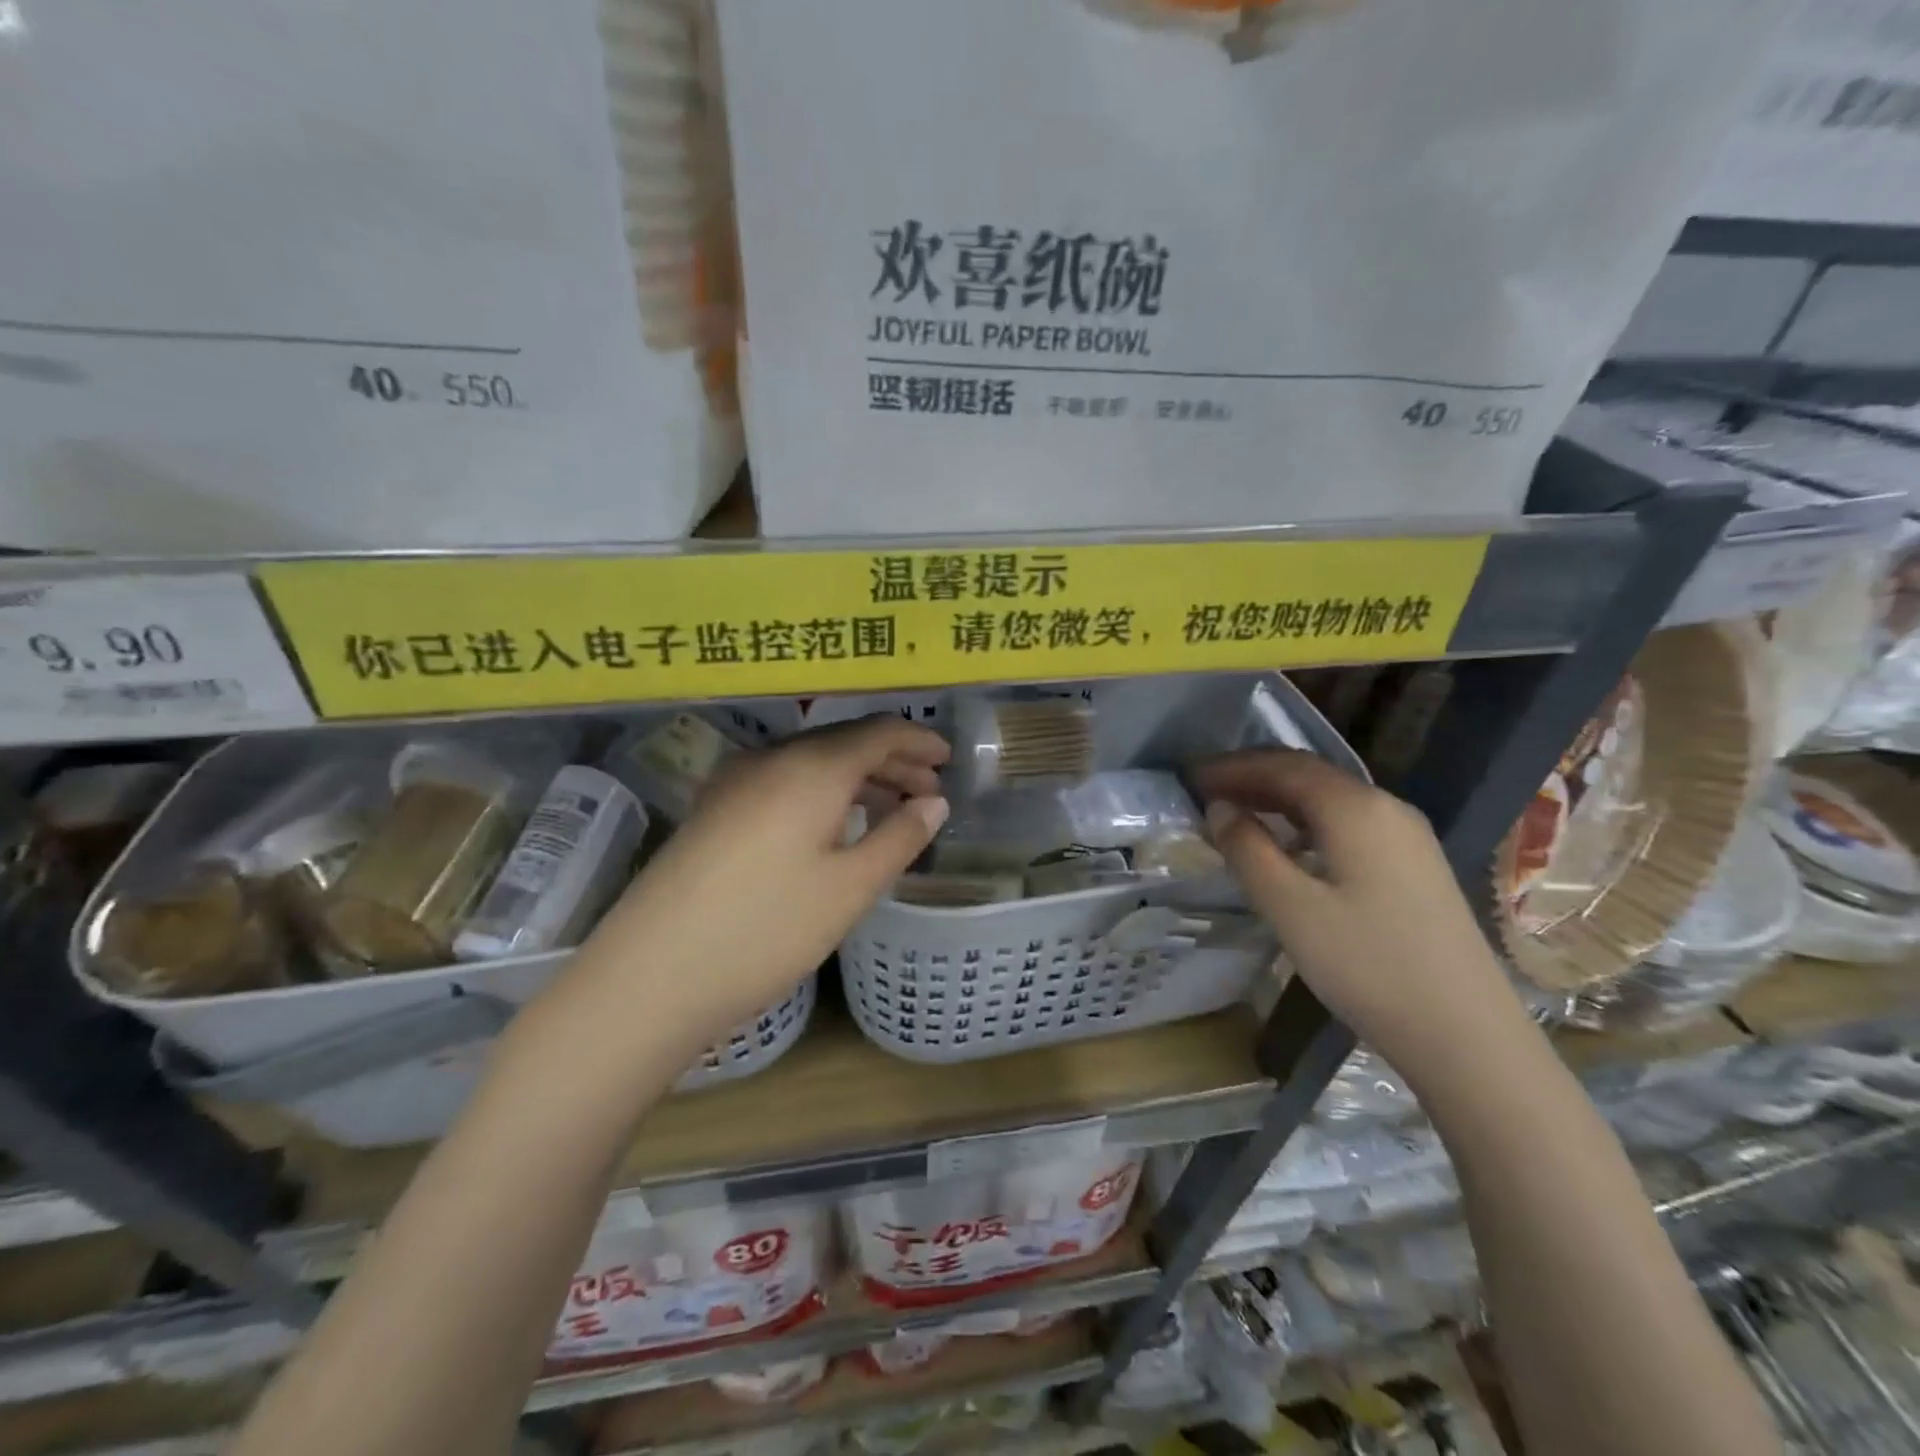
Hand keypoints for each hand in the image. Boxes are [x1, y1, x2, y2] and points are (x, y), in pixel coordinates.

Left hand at [588, 717, 949, 1039]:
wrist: (650, 974)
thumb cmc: (766, 929)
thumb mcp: (849, 888)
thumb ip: (899, 838)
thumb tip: (934, 803)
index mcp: (811, 767)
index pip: (878, 732)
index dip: (918, 742)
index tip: (948, 760)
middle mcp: (771, 759)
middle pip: (844, 742)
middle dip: (892, 761)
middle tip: (929, 792)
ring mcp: (735, 782)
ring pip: (812, 763)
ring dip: (857, 779)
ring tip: (892, 809)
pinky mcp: (715, 810)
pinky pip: (784, 782)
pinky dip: (823, 793)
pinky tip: (834, 827)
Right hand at [1192, 749, 1529, 1086]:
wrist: (1468, 1036)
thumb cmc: (1369, 967)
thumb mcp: (1291, 909)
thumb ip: (1248, 850)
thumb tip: (1219, 809)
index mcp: (1356, 809)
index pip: (1283, 766)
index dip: (1232, 768)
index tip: (1190, 778)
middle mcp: (1386, 808)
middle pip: (1309, 775)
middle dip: (1254, 777)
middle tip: (1206, 792)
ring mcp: (1408, 837)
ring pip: (1330, 799)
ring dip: (1279, 799)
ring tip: (1237, 814)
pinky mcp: (1415, 866)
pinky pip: (1348, 823)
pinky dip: (1306, 822)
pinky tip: (1289, 847)